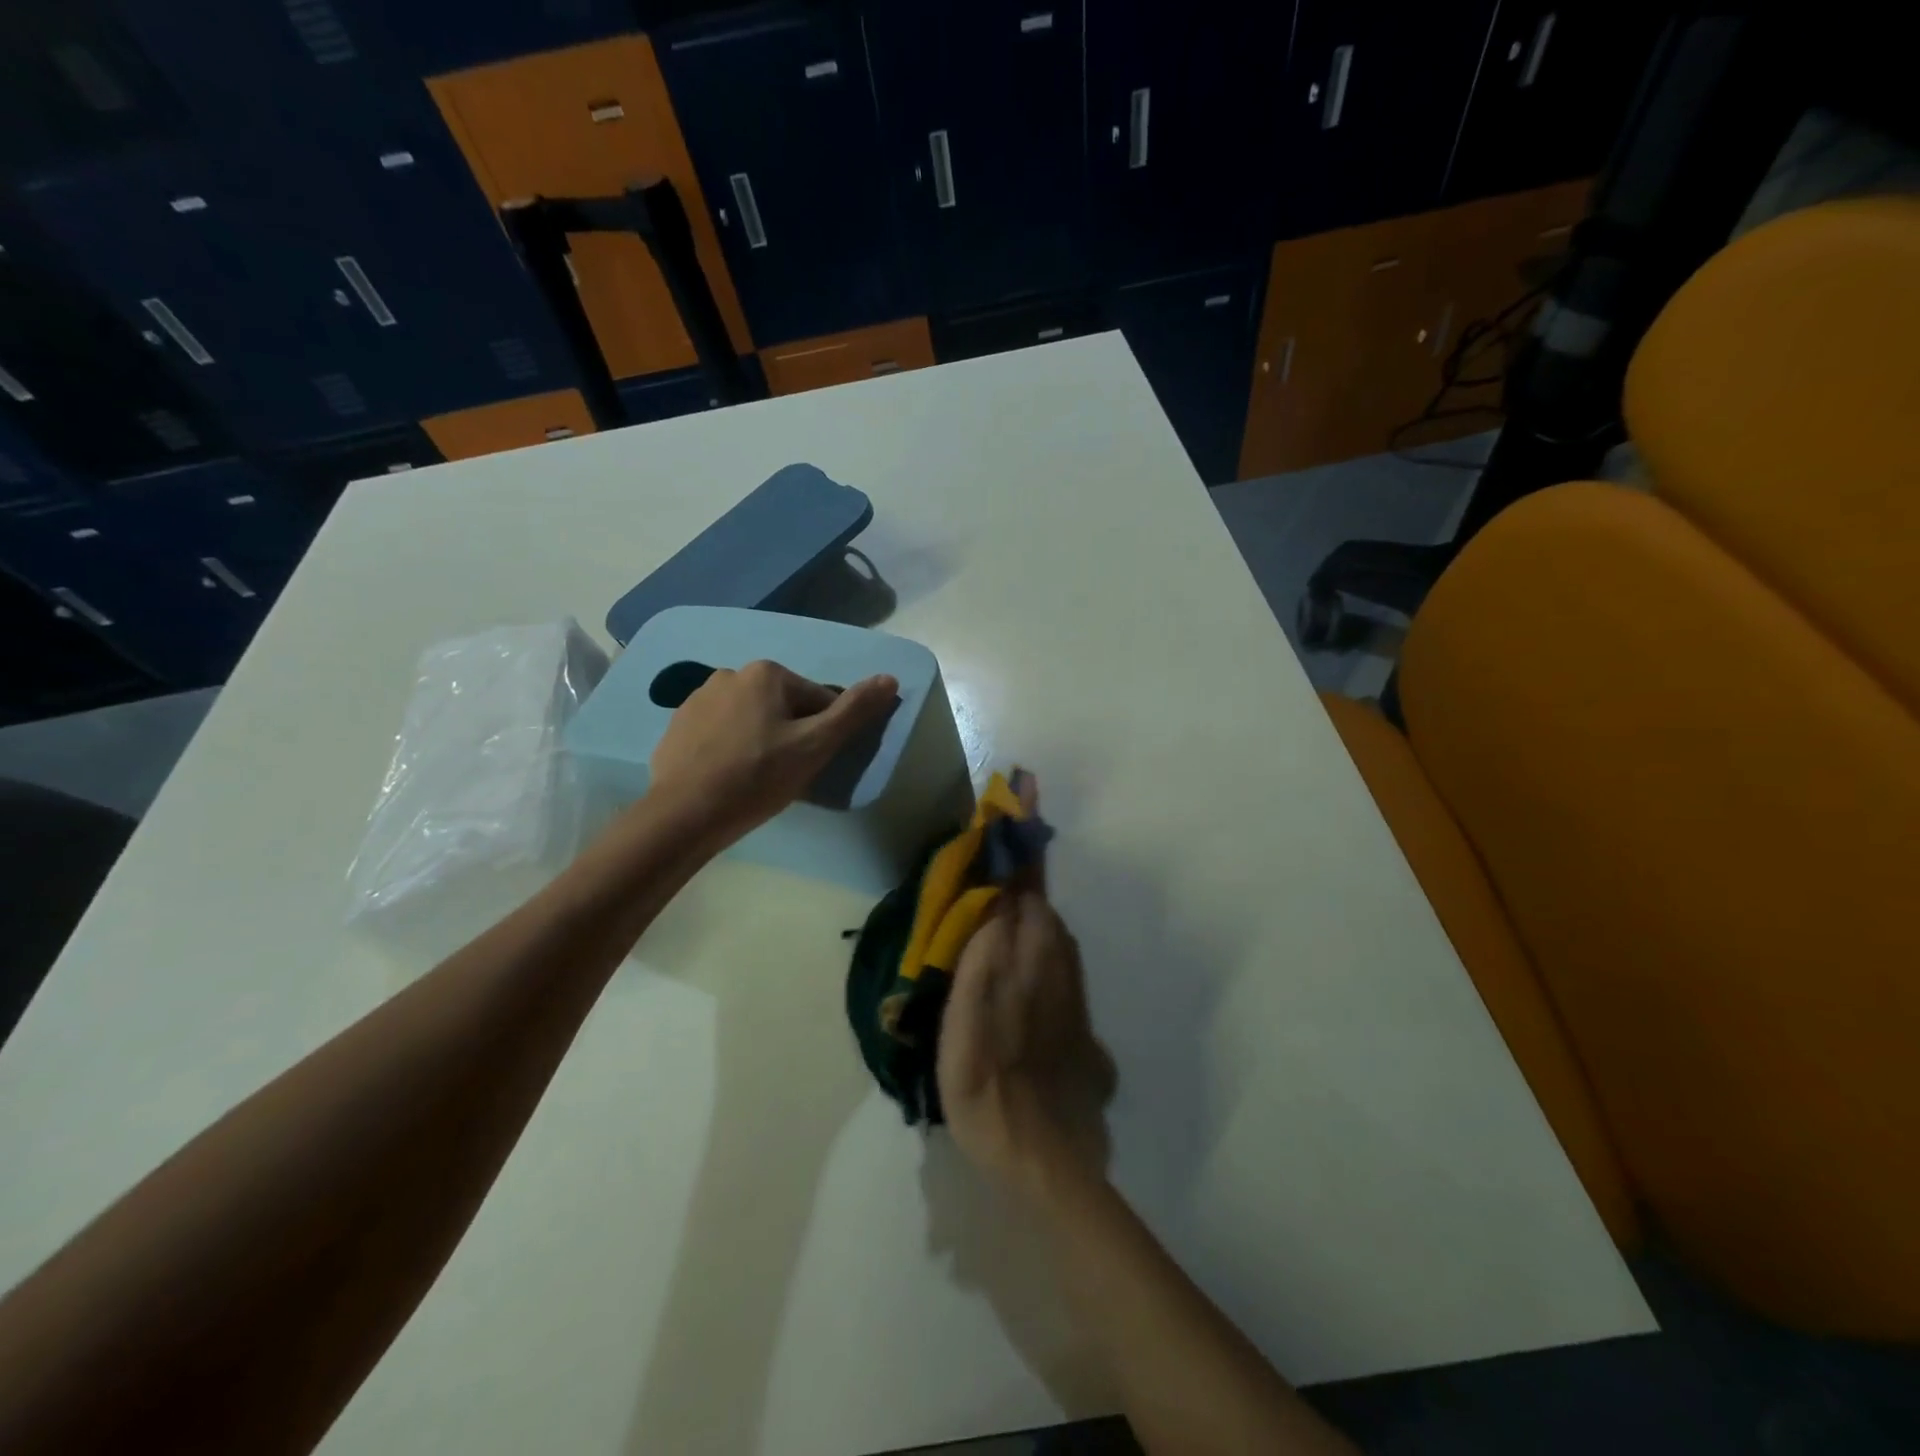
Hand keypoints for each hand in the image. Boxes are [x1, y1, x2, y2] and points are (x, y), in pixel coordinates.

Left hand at [647, 660, 897, 845]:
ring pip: (751, 719)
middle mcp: (730, 674)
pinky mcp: (678, 726)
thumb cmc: (757, 777)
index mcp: (766, 673)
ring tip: (757, 779)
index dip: (823, 734)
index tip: (812, 764)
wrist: (684, 814)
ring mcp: (697, 699)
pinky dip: (731, 749)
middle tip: (786, 774)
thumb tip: (889, 679)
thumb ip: (854, 711)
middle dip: (791, 735)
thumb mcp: (815, 746)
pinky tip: (729, 778)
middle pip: (783, 706)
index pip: (817, 699)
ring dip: (761, 740)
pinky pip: (720, 732)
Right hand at [938, 807, 1115, 1202]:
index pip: (1023, 870)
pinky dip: (1029, 916)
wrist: (1040, 1146)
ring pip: (1041, 913)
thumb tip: (997, 887)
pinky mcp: (1066, 1001)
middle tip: (1003, 811)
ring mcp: (1063, 977)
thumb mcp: (968, 1010)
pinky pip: (1044, 941)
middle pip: (1035, 887)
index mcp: (1029, 943)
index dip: (1018, 828)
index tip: (1023, 782)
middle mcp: (1053, 950)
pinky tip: (1013, 924)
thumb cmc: (989, 1078)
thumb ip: (983, 944)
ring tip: (1002, 856)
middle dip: (1020, 848)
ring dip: (1024, 879)